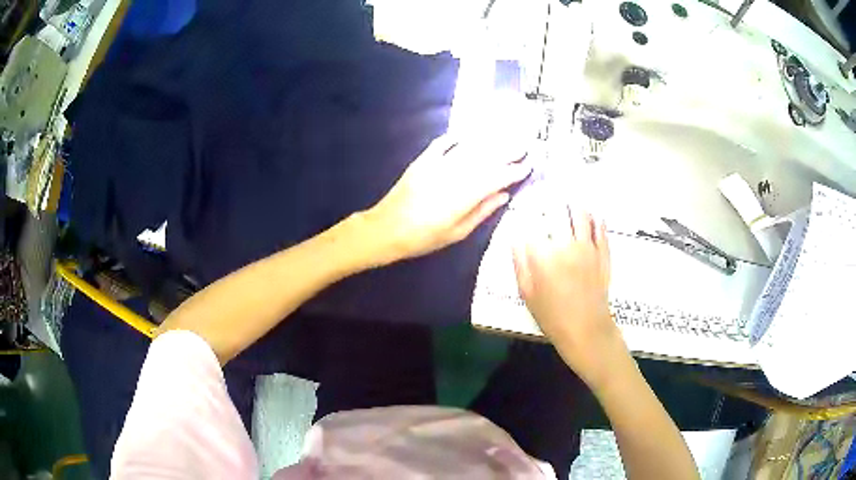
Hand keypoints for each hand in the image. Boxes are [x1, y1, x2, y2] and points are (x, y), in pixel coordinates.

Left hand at [364, 134, 530, 263]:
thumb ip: (482, 212)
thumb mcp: (457, 233)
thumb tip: (504, 195)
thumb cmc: (423, 238)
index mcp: (464, 197)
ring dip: (488, 142)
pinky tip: (467, 134)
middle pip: (485, 159)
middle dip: (507, 151)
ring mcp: (436, 166)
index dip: (514, 172)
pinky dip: (455, 137)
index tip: (528, 165)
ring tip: (505, 136)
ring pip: (468, 149)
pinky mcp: (422, 161)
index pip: (496, 178)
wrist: (385, 229)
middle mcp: (453, 176)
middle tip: (524, 145)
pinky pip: (442, 144)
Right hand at [513, 208, 627, 388]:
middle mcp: (566, 243)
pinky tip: (591, 213)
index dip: (528, 209)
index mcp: (543, 254)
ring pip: (581, 214)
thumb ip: (520, 263)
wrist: (585, 329)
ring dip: (573, 202)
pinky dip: (595, 218)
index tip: (526, 200)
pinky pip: (600, 228)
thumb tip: (515, 238)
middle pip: (557, 211)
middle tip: (547, 190)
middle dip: (550, 198)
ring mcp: (588, 247)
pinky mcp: (603, 253)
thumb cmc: (552, 315)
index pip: (533, 222)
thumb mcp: (526, 293)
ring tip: (569, 196)